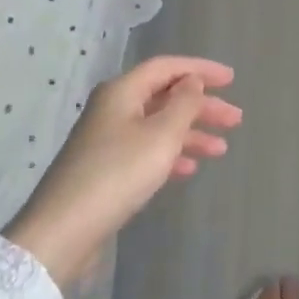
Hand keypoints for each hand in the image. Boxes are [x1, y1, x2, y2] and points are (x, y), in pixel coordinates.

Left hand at [5, 56, 241, 284]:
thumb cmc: (118, 173)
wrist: (63, 230)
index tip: (232, 79)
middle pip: (165, 97)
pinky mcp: (105, 168)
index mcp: (122, 91)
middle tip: (235, 119)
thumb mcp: (161, 135)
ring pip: (158, 126)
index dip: (201, 69)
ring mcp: (107, 139)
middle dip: (202, 106)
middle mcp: (113, 109)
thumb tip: (192, 81)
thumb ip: (183, 103)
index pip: (167, 67)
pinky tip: (189, 170)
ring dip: (190, 133)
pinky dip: (170, 155)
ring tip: (221, 150)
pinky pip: (146, 150)